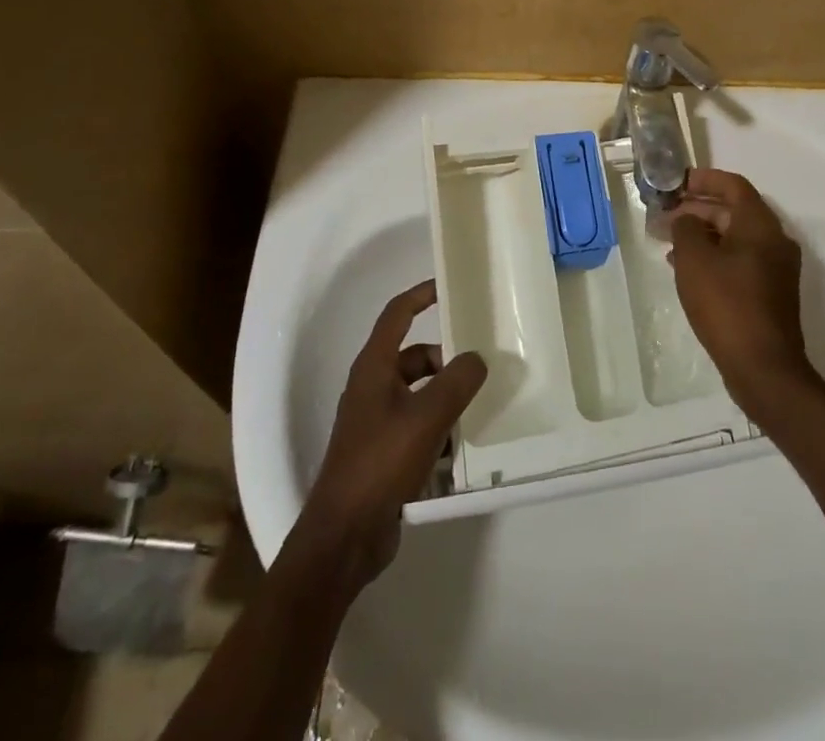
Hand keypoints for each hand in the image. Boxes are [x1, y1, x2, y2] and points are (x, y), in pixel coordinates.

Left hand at [297, 280, 486, 590]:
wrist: (344, 537)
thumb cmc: (380, 463)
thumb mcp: (427, 416)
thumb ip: (457, 381)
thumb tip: (476, 358)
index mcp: (374, 368)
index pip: (397, 314)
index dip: (421, 295)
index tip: (449, 287)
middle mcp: (372, 387)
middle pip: (414, 355)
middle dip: (446, 357)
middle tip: (481, 363)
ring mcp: (376, 421)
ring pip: (419, 391)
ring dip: (445, 394)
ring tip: (479, 404)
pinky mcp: (383, 452)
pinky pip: (418, 423)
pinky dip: (439, 425)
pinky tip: (462, 443)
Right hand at [668, 169, 812, 417]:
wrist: (763, 367)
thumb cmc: (727, 304)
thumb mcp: (695, 259)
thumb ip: (686, 228)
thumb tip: (687, 218)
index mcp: (761, 224)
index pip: (733, 185)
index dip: (703, 179)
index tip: (675, 183)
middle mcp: (774, 240)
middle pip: (733, 210)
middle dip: (697, 209)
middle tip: (664, 215)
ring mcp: (775, 268)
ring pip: (734, 237)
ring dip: (702, 234)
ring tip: (667, 242)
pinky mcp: (770, 292)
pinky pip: (739, 260)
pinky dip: (713, 256)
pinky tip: (686, 269)